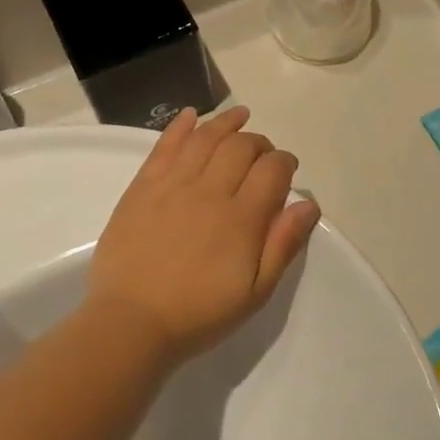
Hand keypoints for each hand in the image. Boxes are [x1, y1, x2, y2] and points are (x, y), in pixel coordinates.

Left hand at [87, 106, 320, 364]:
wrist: (130, 324)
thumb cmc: (199, 313)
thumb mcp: (255, 292)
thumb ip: (283, 245)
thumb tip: (309, 204)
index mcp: (242, 218)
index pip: (273, 169)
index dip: (285, 162)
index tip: (287, 169)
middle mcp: (210, 191)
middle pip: (242, 146)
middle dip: (259, 142)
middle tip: (262, 154)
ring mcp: (173, 185)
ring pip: (206, 137)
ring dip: (227, 123)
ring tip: (239, 117)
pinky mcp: (143, 187)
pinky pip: (165, 145)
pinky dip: (180, 125)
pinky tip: (191, 115)